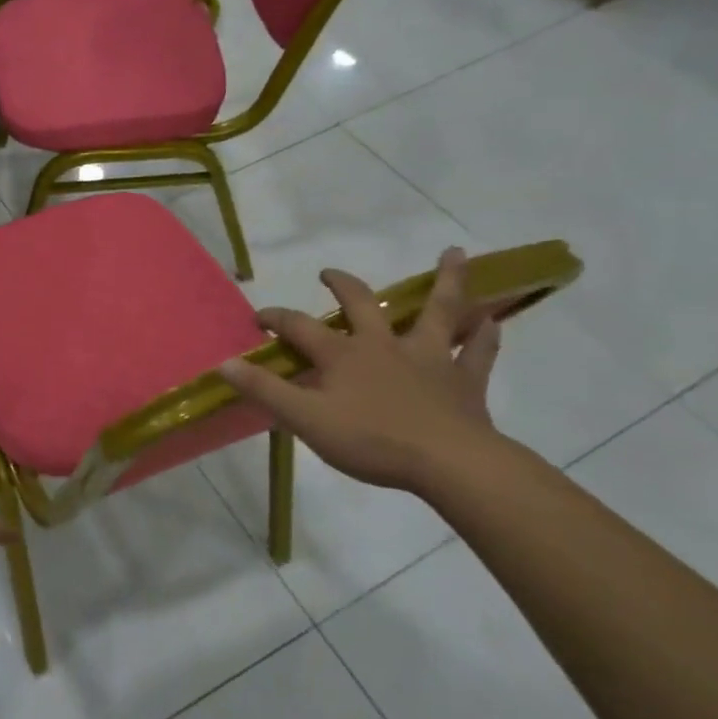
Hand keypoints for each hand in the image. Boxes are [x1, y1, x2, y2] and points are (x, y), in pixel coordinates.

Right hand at [218, 247, 506, 492]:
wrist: (449, 464)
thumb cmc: (371, 440)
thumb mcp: (305, 419)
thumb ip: (264, 389)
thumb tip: (223, 363)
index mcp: (343, 354)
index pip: (299, 327)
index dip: (275, 318)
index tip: (258, 318)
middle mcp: (383, 345)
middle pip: (363, 304)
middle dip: (342, 286)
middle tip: (329, 274)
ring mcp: (428, 359)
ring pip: (437, 312)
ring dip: (446, 283)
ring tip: (453, 255)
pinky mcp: (464, 382)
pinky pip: (477, 352)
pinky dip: (485, 335)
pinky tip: (493, 320)